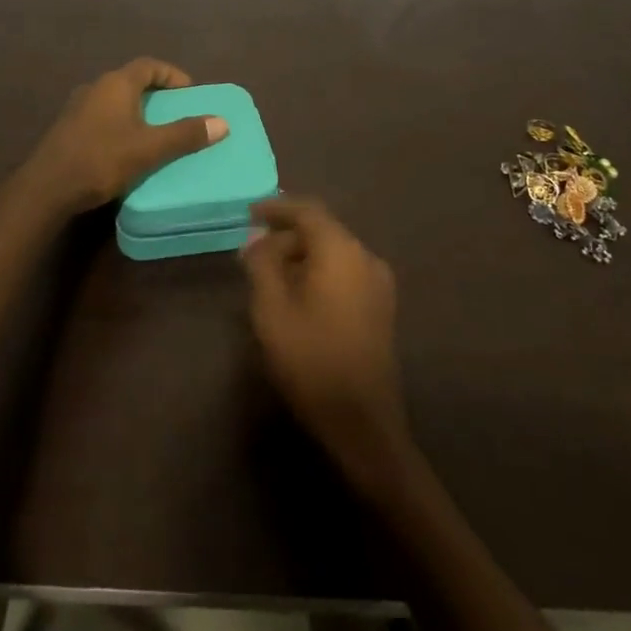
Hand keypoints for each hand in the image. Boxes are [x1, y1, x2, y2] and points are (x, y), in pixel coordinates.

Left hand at [20, 58, 226, 215]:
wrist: (46, 188)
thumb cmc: (100, 159)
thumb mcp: (149, 149)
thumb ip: (185, 134)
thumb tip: (222, 122)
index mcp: (116, 84)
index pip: (149, 65)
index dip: (172, 74)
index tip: (190, 92)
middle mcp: (95, 87)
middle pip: (132, 81)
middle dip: (157, 95)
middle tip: (177, 113)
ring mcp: (77, 108)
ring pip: (116, 101)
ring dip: (137, 111)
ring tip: (156, 133)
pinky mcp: (68, 129)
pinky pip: (102, 118)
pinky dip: (120, 125)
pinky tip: (126, 149)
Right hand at [241, 197, 412, 495]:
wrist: (363, 422)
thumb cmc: (311, 359)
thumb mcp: (272, 309)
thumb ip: (262, 264)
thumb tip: (258, 238)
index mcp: (341, 251)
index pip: (308, 211)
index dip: (277, 208)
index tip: (250, 213)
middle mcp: (365, 257)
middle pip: (322, 230)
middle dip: (286, 236)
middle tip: (253, 253)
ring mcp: (378, 283)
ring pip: (333, 252)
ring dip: (301, 256)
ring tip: (269, 275)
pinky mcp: (380, 307)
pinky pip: (344, 272)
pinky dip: (318, 272)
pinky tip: (297, 295)